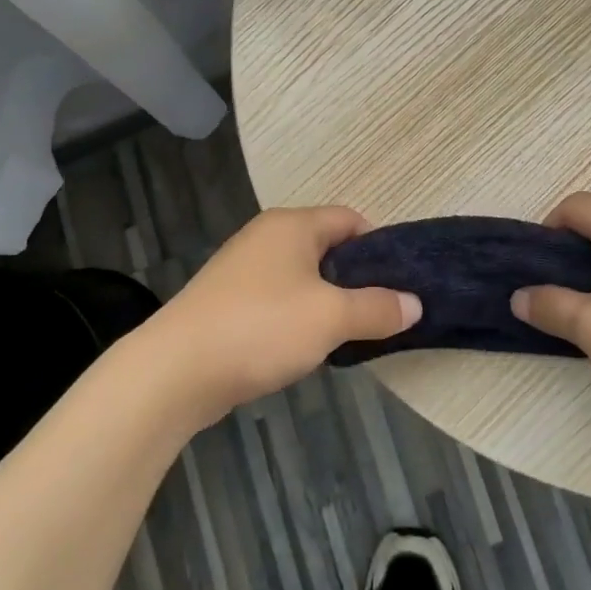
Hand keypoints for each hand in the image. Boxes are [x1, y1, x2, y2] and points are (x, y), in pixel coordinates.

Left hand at [141, 207, 420, 426]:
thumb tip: (414, 303)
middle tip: (381, 312)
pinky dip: (298, 316)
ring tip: (348, 334)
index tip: (399, 283)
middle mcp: (267, 236)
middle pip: (327, 247)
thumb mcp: (331, 318)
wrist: (175, 370)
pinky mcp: (228, 301)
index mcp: (292, 225)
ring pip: (302, 276)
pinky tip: (306, 347)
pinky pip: (278, 299)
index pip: (350, 219)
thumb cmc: (260, 327)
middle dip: (356, 278)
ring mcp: (243, 268)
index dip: (379, 246)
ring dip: (327, 301)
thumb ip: (377, 308)